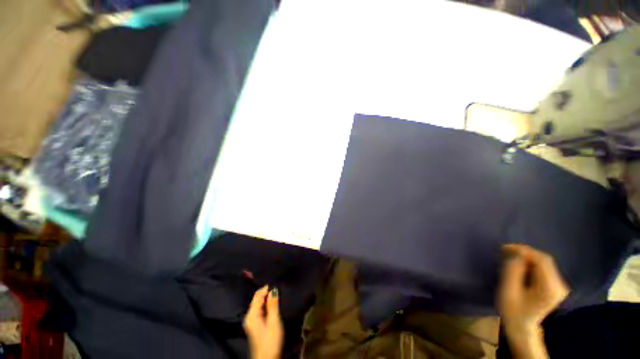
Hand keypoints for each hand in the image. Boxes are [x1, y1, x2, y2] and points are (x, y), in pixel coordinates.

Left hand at [243, 286, 283, 358]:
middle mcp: (249, 316)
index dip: (266, 287)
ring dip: (267, 298)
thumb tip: (273, 289)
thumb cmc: (270, 340)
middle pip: (257, 298)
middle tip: (278, 285)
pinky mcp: (256, 324)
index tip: (276, 281)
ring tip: (278, 292)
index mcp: (252, 314)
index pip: (257, 295)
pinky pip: (260, 309)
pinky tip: (274, 303)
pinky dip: (266, 304)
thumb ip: (273, 304)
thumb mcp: (273, 321)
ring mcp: (252, 320)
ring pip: (259, 303)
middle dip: (267, 292)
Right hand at [498, 244, 569, 357]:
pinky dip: (530, 263)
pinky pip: (543, 268)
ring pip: (544, 263)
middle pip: (545, 260)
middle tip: (505, 250)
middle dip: (524, 252)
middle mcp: (559, 285)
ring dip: (526, 257)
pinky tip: (518, 265)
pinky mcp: (554, 285)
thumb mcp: (508, 290)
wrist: (522, 327)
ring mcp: (558, 285)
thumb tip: (515, 253)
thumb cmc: (513, 310)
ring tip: (509, 256)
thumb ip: (512, 270)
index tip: (504, 247)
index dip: (523, 250)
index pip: (541, 260)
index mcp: (550, 288)